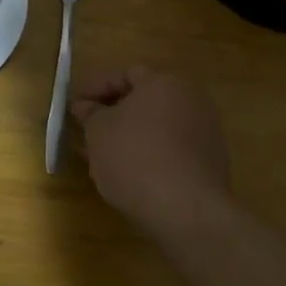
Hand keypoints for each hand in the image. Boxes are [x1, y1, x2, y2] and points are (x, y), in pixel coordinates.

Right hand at [71, 65, 231, 230]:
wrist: (185, 209)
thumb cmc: (134, 157)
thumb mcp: (98, 131)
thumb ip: (90, 113)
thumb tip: (85, 106)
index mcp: (165, 83)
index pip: (125, 75)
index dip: (95, 89)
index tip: (75, 107)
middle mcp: (192, 100)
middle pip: (145, 101)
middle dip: (114, 114)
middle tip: (88, 130)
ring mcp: (206, 132)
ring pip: (158, 127)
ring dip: (130, 136)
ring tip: (103, 157)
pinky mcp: (211, 163)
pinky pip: (172, 150)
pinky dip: (149, 155)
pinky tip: (130, 175)